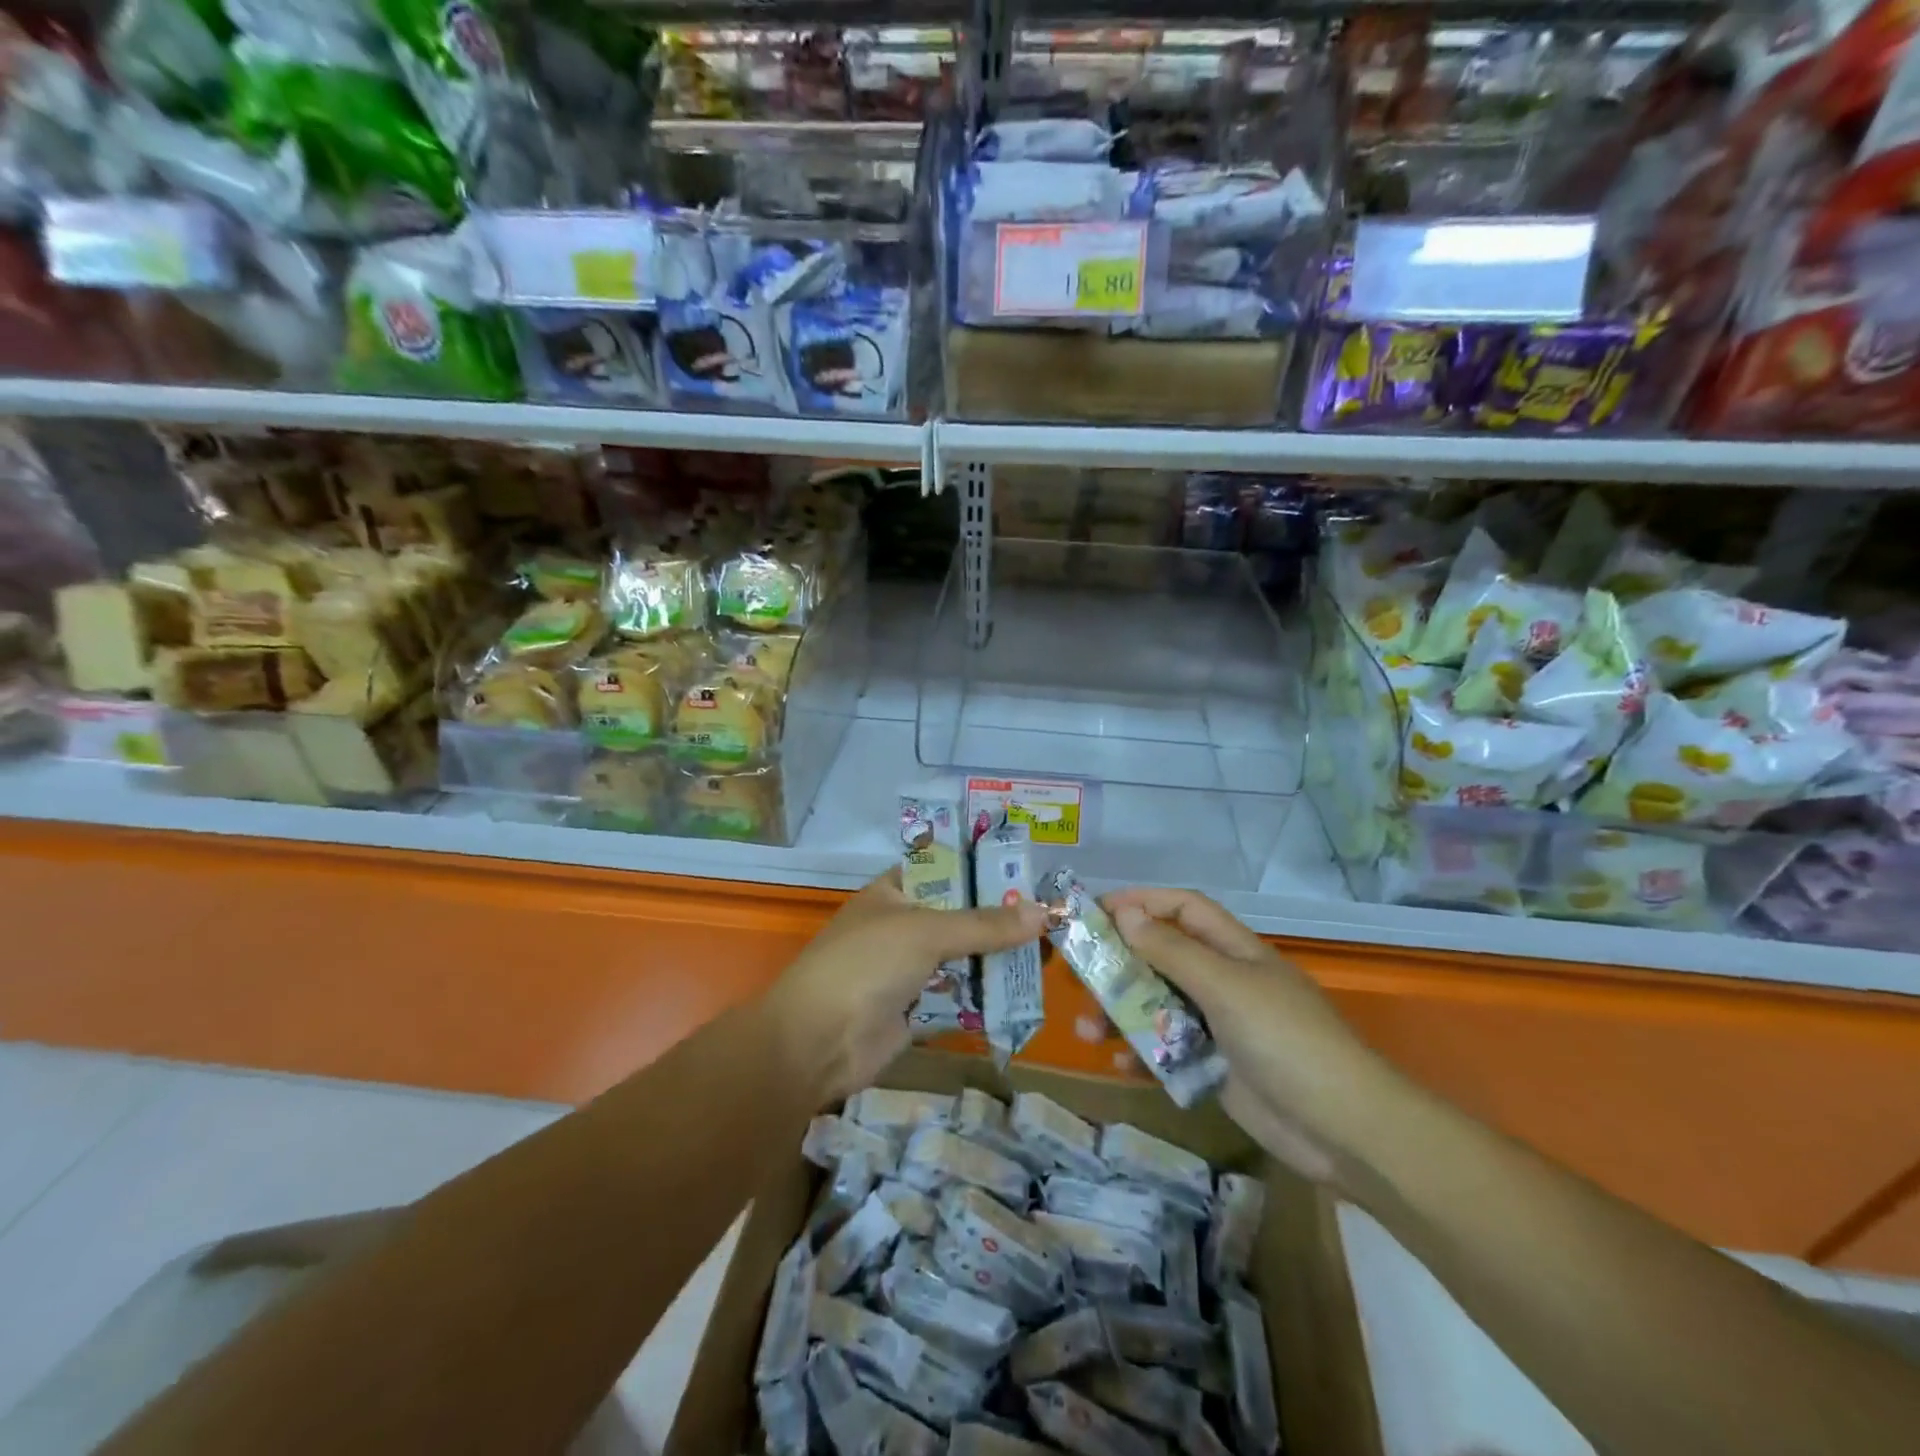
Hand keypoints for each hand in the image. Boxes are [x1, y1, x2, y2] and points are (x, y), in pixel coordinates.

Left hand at [767, 868, 1048, 1105]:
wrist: (817, 1042)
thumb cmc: (866, 965)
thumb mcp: (926, 932)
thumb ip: (985, 924)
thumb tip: (1044, 912)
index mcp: (894, 892)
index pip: (945, 870)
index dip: (983, 871)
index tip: (1028, 875)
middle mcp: (903, 926)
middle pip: (960, 917)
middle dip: (1001, 920)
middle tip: (1052, 919)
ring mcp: (908, 970)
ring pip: (963, 958)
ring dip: (997, 959)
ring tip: (1049, 954)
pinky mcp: (916, 1009)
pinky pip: (959, 996)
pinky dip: (985, 995)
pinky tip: (1024, 992)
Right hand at [1105, 887, 1405, 1185]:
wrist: (1343, 1130)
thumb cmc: (1286, 1040)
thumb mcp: (1227, 987)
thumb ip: (1173, 952)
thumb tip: (1125, 914)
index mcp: (1234, 950)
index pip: (1182, 909)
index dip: (1141, 903)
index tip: (1094, 913)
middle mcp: (1224, 981)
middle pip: (1161, 957)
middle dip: (1119, 962)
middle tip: (1076, 972)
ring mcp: (1219, 1026)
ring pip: (1158, 1005)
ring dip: (1121, 1012)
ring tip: (1085, 1028)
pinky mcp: (1214, 1067)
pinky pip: (1167, 1050)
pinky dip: (1141, 1052)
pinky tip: (1117, 1063)